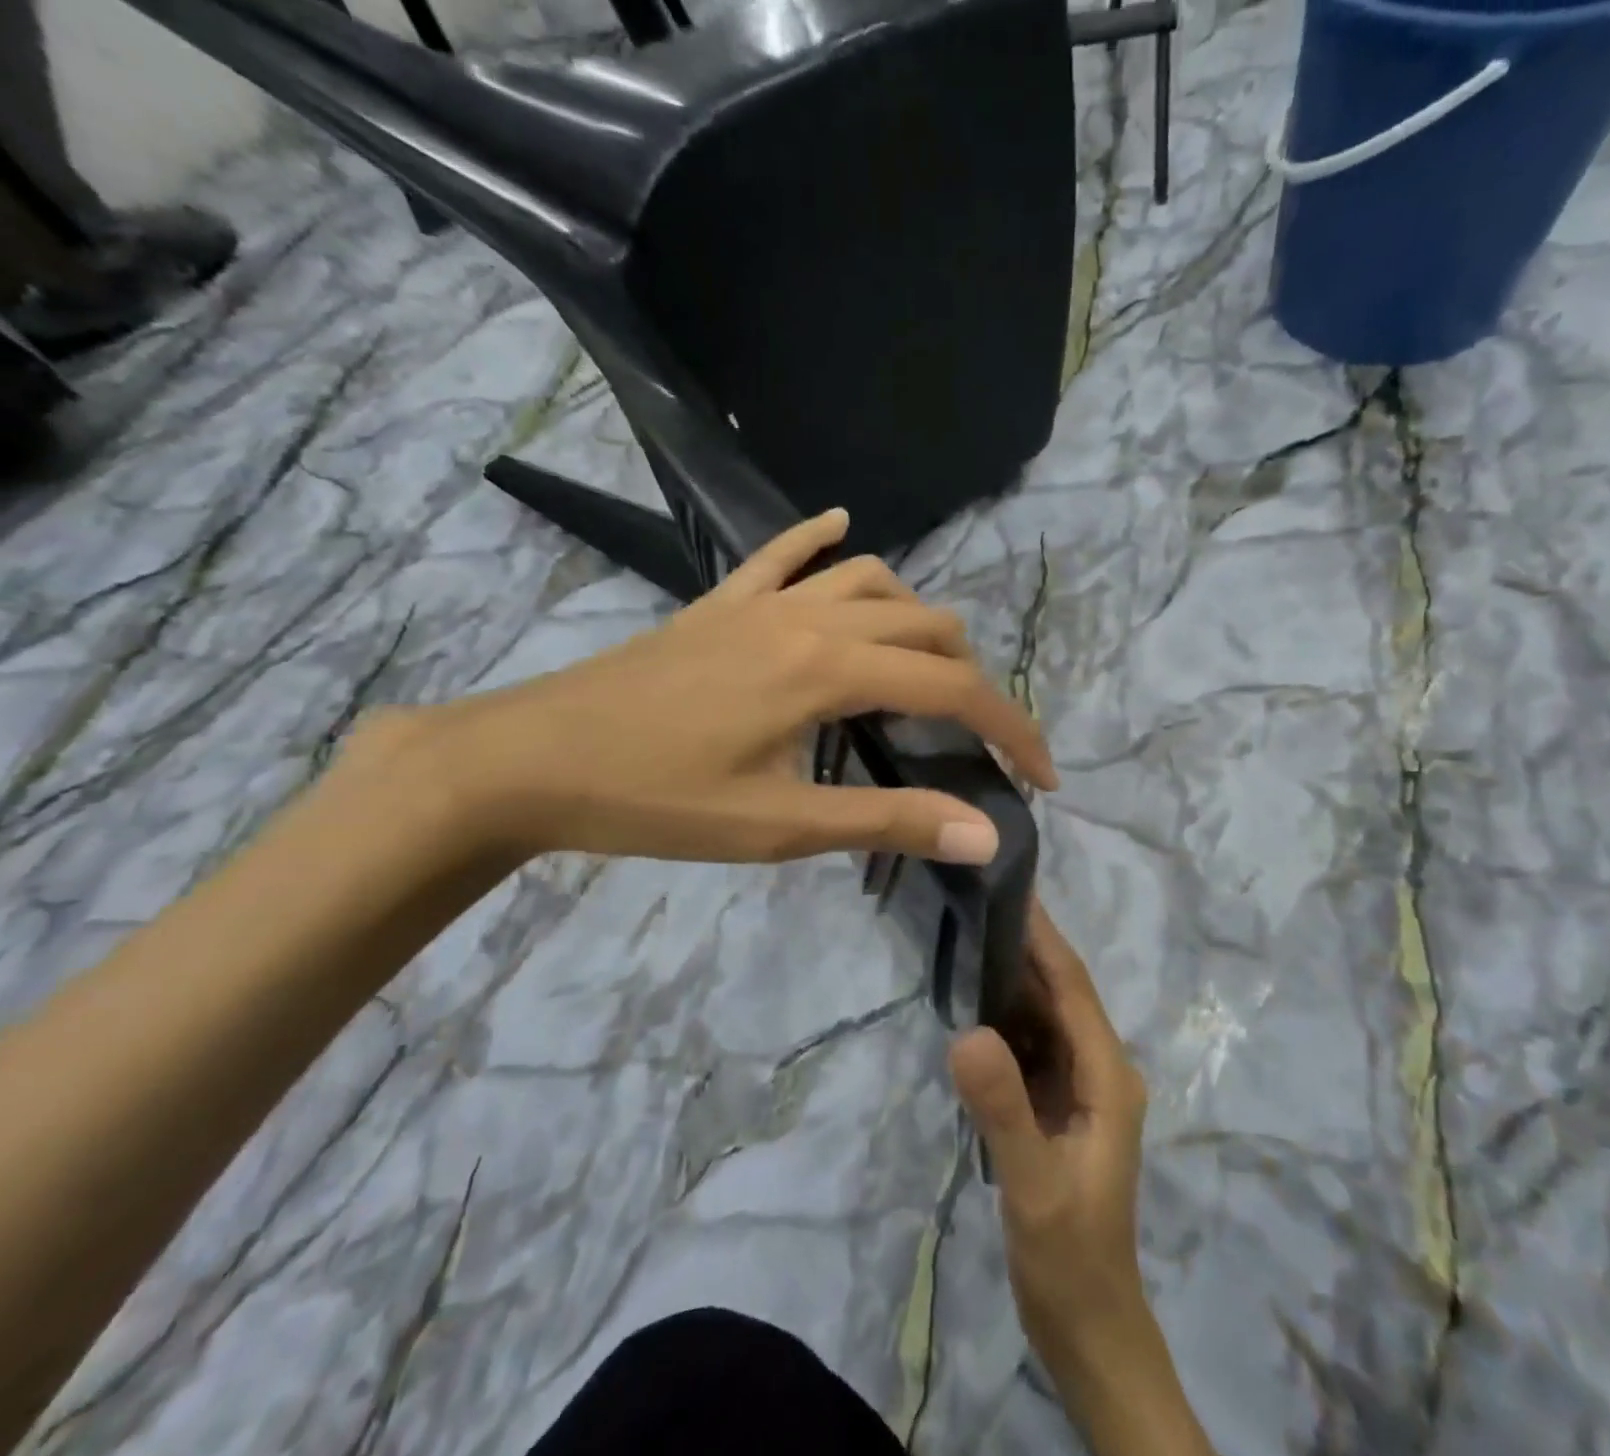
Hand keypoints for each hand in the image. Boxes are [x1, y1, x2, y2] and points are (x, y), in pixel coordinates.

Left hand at [386, 508, 1057, 865]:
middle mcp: (810, 617)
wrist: (530, 759)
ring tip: (926, 670)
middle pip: (928, 627)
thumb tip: (985, 833)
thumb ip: (888, 819)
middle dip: (973, 682)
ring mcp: (763, 600)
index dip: (1011, 730)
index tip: (1042, 777)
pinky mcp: (722, 602)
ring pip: (873, 581)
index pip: (953, 688)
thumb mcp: (780, 825)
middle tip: (978, 741)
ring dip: (917, 620)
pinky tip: (843, 528)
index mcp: (829, 669)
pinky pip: (784, 552)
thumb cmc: (656, 800)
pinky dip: (823, 540)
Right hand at [950, 900, 1150, 1370]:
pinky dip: (1004, 1020)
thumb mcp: (1034, 1185)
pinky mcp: (1057, 1105)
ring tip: (967, 936)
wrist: (1088, 1326)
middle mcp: (1099, 1069)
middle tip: (975, 900)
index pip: (1073, 988)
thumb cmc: (1070, 1256)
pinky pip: (1030, 1046)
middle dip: (1024, 948)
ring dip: (1011, 980)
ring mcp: (1078, 1087)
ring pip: (1044, 1017)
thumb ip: (1003, 1109)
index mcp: (1107, 1075)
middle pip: (1060, 994)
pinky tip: (971, 1007)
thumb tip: (967, 1030)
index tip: (1013, 888)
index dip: (1044, 938)